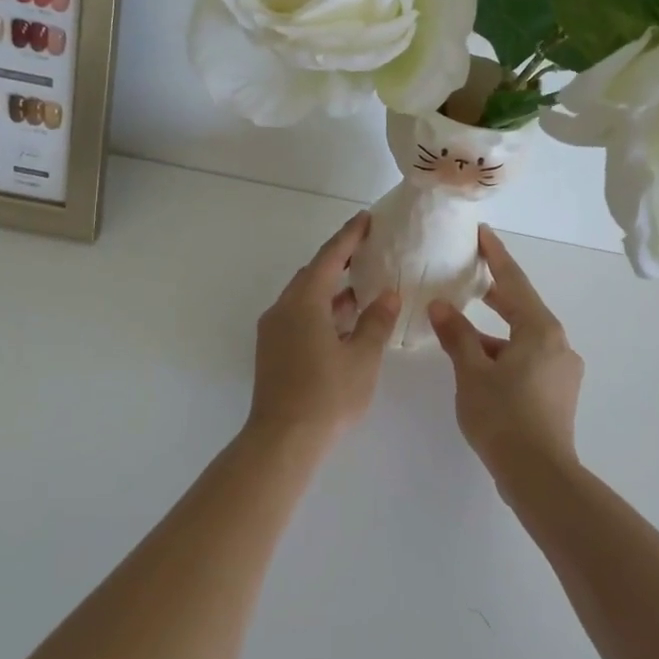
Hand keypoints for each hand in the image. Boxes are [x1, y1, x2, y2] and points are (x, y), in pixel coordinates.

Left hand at [249, 211, 400, 445]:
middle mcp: (283, 308)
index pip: (329, 257)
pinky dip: (321, 310)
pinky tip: (343, 322)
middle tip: (366, 250)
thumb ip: (376, 322)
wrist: (282, 440)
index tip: (365, 219)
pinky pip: (299, 316)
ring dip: (331, 289)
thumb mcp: (362, 358)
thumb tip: (387, 294)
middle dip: (339, 260)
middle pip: (312, 274)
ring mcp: (274, 330)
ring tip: (361, 286)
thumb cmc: (327, 395)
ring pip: (305, 297)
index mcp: (304, 302)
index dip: (349, 236)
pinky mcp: (272, 350)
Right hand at [427, 226, 582, 479]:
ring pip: (524, 336)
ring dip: (495, 329)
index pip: (513, 281)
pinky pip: (528, 357)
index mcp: (540, 330)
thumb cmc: (503, 416)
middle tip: (468, 274)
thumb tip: (440, 306)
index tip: (482, 233)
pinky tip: (480, 364)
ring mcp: (562, 370)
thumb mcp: (471, 372)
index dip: (495, 256)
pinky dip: (504, 352)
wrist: (540, 476)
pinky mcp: (558, 392)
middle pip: (522, 307)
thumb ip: (456, 335)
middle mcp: (558, 343)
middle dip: (495, 291)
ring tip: (462, 326)